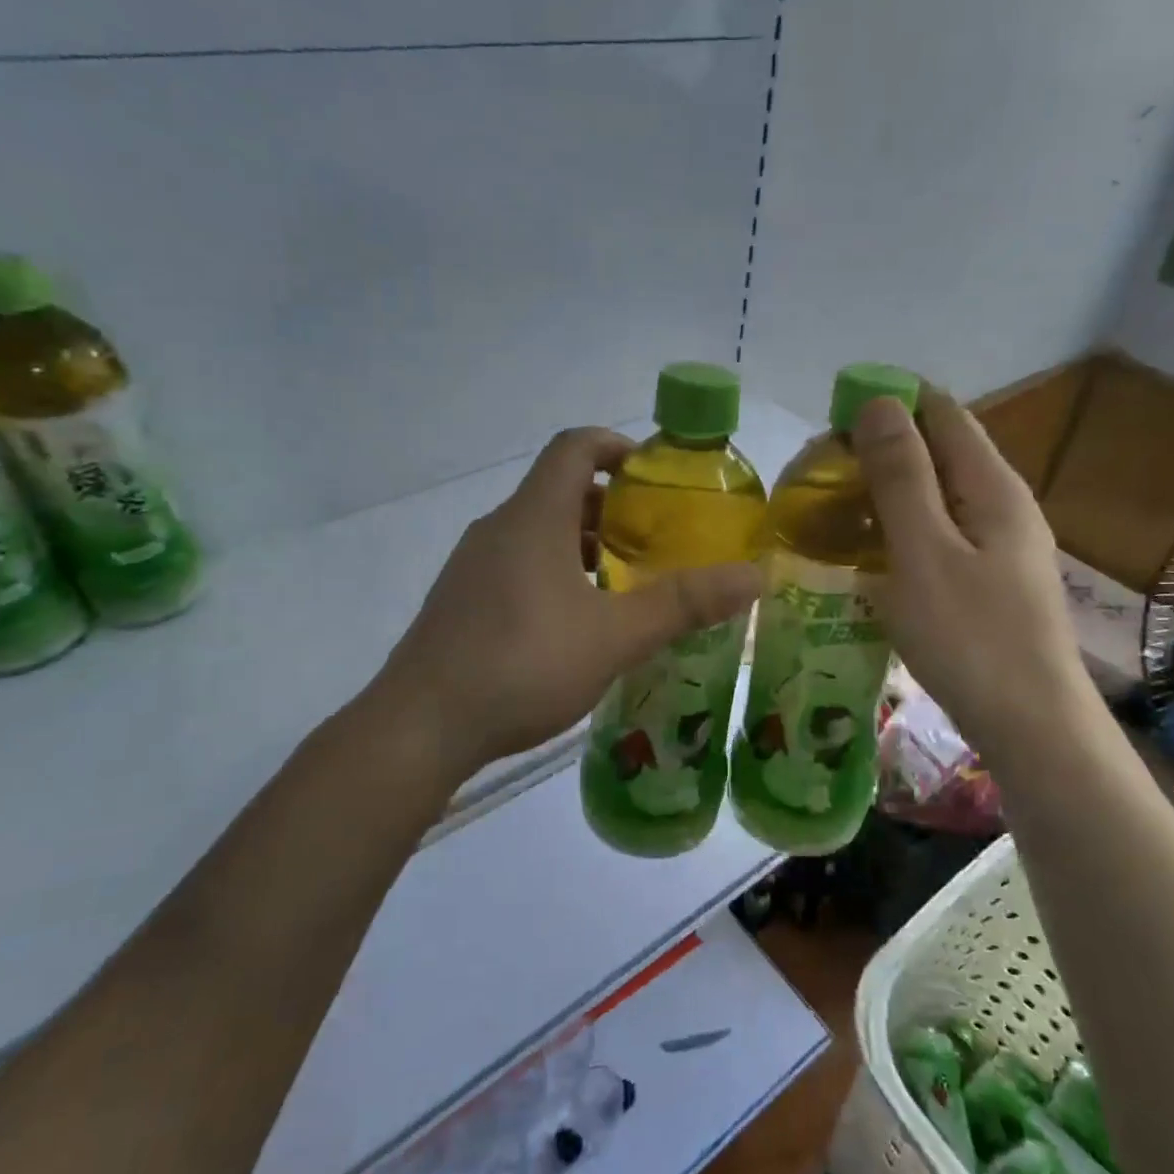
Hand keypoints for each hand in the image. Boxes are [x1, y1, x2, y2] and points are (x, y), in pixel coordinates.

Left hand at [376, 427, 762, 773]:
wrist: (420, 726)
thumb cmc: (522, 665)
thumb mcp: (614, 636)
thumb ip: (684, 604)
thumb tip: (753, 575)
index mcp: (533, 517)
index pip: (575, 447)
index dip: (618, 447)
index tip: (655, 476)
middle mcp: (498, 528)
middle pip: (560, 491)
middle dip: (612, 508)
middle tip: (656, 541)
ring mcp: (473, 566)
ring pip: (539, 533)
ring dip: (584, 546)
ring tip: (625, 586)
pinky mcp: (461, 601)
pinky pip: (518, 565)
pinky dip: (556, 574)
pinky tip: (577, 625)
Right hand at [853, 389, 1092, 754]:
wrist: (1031, 728)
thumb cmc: (971, 638)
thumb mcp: (923, 551)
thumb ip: (901, 476)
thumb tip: (878, 402)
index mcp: (992, 486)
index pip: (940, 412)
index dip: (887, 405)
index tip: (830, 427)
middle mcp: (1002, 505)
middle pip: (938, 452)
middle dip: (879, 452)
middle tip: (819, 480)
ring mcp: (999, 546)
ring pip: (936, 497)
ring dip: (886, 494)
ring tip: (832, 513)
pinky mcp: (989, 581)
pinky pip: (938, 535)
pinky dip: (900, 531)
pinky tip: (869, 555)